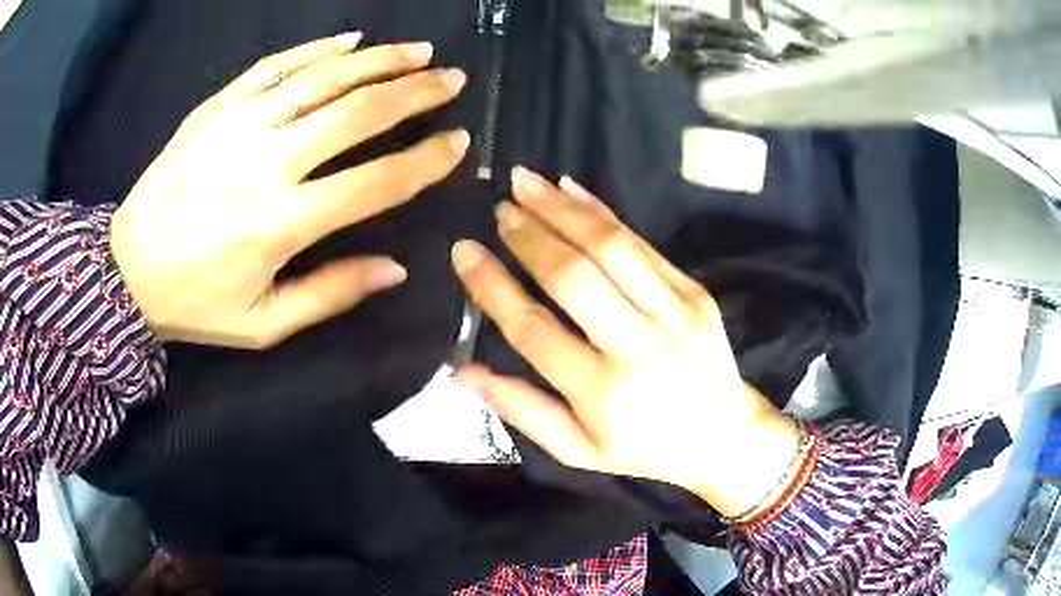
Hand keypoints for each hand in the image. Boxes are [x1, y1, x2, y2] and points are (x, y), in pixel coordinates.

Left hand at [111, 33, 469, 348]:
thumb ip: (328, 295)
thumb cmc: (195, 302)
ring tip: (418, 50)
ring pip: (321, 79)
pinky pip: (273, 67)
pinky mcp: (215, 108)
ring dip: (377, 61)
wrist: (125, 270)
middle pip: (356, 114)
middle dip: (414, 92)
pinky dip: (315, 49)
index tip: (458, 143)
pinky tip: (349, 40)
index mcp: (281, 224)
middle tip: (451, 78)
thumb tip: (394, 269)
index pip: (374, 182)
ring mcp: (238, 126)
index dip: (424, 161)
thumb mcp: (262, 323)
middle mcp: (266, 164)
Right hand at [451, 168, 800, 517]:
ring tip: (527, 182)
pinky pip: (644, 244)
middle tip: (499, 209)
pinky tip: (573, 190)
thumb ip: (521, 409)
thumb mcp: (578, 449)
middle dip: (529, 236)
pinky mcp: (695, 293)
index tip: (464, 251)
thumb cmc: (644, 448)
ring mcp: (674, 314)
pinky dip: (604, 212)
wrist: (724, 435)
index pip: (533, 328)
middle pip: (573, 277)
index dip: (493, 286)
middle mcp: (637, 348)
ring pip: (610, 247)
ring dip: (563, 209)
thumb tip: (461, 370)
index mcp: (601, 394)